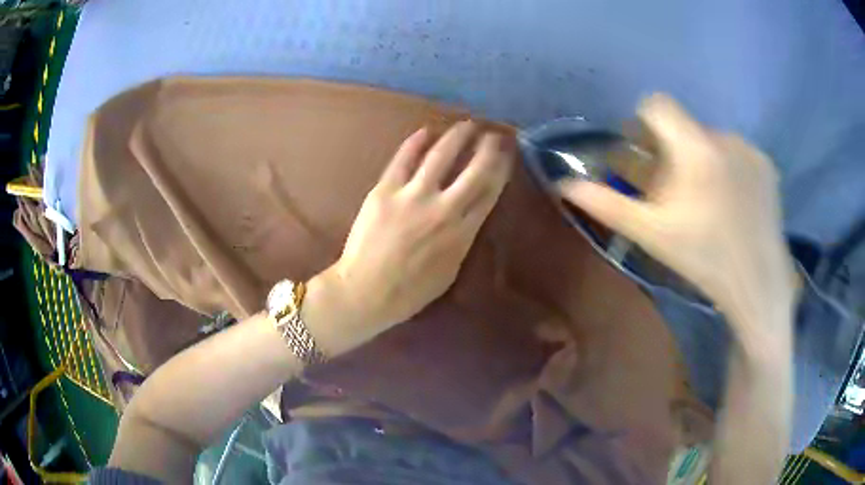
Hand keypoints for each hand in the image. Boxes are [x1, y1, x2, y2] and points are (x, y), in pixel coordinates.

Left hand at [330, 121, 514, 331]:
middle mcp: (443, 208)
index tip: (507, 154)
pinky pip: (404, 159)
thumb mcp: (449, 270)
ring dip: (457, 136)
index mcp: (462, 233)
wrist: (366, 292)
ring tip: (467, 125)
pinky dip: (416, 142)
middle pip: (474, 169)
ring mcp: (413, 196)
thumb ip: (462, 239)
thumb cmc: (410, 291)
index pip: (489, 191)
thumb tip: (470, 213)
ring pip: (441, 155)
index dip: (501, 169)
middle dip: (488, 148)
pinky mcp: (385, 190)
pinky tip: (426, 131)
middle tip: (494, 134)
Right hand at [560, 94, 794, 331]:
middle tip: (675, 188)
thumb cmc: (704, 260)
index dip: (643, 120)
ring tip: (706, 199)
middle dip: (672, 148)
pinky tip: (732, 201)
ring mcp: (749, 149)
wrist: (758, 284)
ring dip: (700, 158)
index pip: (658, 104)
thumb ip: (608, 205)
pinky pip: (736, 151)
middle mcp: (724, 137)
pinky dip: (726, 166)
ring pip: (711, 139)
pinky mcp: (766, 164)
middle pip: (685, 126)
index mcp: (695, 149)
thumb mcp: (652, 234)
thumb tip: (564, 184)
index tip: (643, 149)